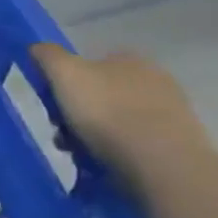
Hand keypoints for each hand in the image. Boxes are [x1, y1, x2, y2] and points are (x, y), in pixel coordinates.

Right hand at [29, 44, 215, 191]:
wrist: (163, 165)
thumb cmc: (107, 112)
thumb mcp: (64, 73)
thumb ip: (47, 55)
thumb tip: (38, 49)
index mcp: (130, 60)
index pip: (91, 64)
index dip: (67, 82)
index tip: (53, 105)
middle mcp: (156, 81)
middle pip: (102, 95)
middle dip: (78, 114)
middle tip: (62, 135)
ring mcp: (172, 116)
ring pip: (117, 122)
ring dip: (94, 137)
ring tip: (79, 157)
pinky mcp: (179, 149)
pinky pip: (136, 147)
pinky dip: (118, 155)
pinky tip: (105, 168)